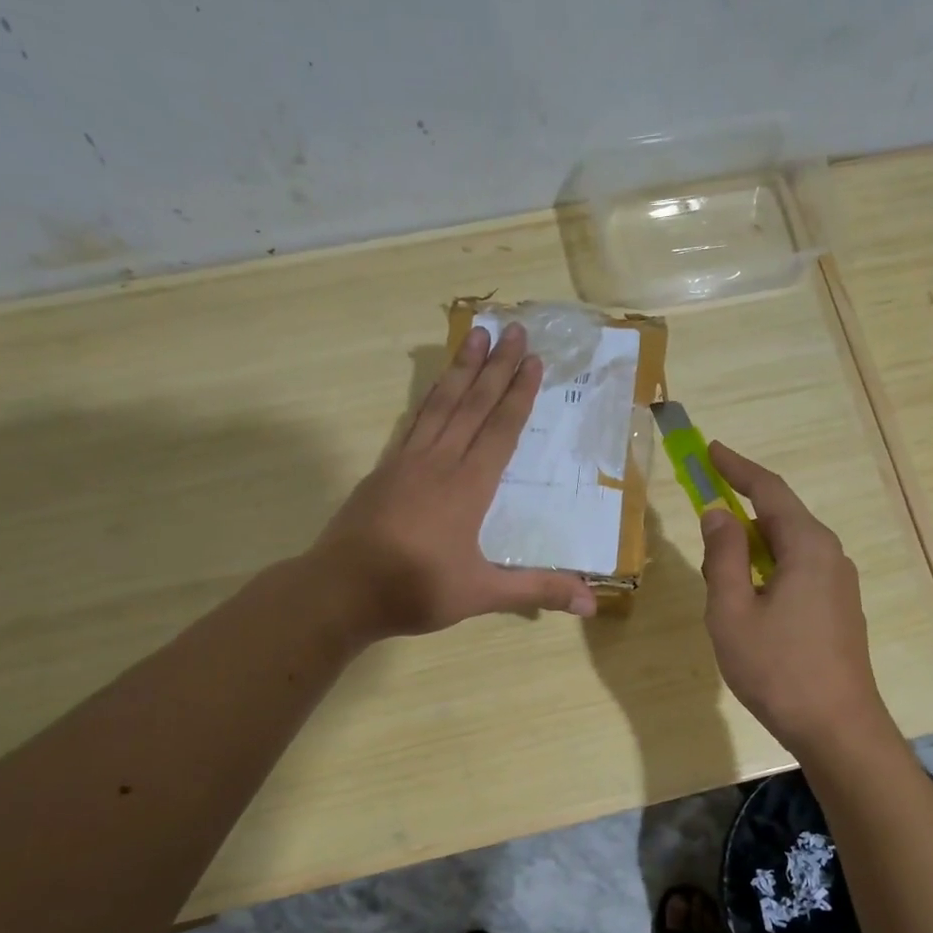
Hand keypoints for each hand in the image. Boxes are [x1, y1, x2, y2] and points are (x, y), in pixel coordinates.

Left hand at [310, 322, 598, 639]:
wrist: (340, 591)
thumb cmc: (415, 591)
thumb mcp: (482, 594)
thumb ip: (537, 591)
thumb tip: (592, 603)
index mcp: (468, 487)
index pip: (500, 430)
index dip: (519, 394)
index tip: (533, 360)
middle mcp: (439, 463)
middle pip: (472, 404)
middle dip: (496, 366)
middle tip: (514, 329)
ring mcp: (406, 462)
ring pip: (440, 404)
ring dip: (461, 369)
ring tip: (475, 335)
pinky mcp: (384, 470)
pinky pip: (413, 422)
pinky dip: (429, 398)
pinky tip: (434, 389)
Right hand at [698, 443, 889, 750]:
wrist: (837, 727)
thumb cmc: (777, 668)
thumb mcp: (732, 610)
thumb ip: (723, 556)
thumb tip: (718, 513)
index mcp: (808, 547)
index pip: (768, 490)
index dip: (736, 467)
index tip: (710, 449)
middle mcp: (830, 555)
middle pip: (780, 517)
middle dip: (741, 510)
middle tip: (704, 513)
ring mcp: (839, 584)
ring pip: (788, 547)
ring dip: (752, 547)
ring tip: (720, 570)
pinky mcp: (839, 609)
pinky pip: (798, 571)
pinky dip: (768, 568)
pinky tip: (749, 598)